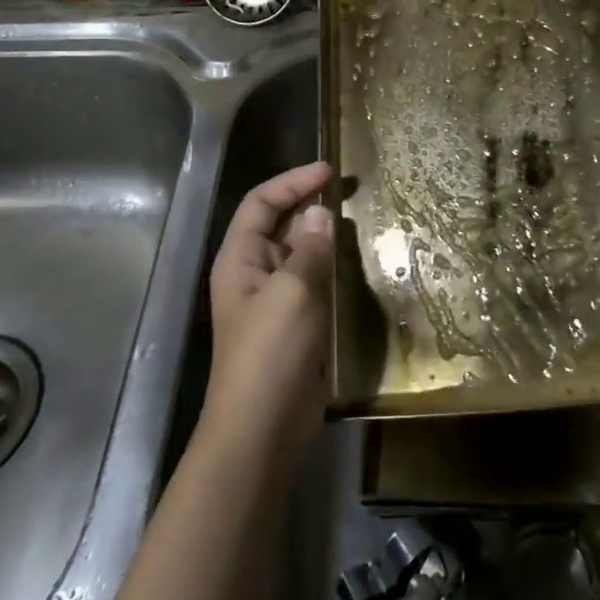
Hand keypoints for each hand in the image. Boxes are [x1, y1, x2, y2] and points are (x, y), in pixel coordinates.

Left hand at [202, 160, 335, 460]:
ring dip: (323, 236)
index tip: (330, 171)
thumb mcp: (293, 291)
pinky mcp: (294, 324)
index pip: (261, 202)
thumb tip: (320, 212)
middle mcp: (253, 273)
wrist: (262, 428)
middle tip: (351, 191)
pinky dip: (331, 266)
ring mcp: (273, 300)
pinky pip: (312, 281)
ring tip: (359, 221)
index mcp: (240, 259)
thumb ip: (309, 248)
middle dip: (309, 204)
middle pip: (279, 224)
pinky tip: (356, 264)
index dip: (292, 181)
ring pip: (298, 253)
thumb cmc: (270, 352)